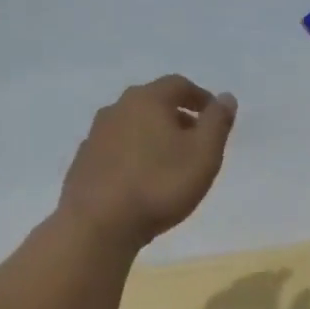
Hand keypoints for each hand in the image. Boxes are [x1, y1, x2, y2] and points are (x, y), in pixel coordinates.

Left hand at [58, 75, 236, 249]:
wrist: (98, 224)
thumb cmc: (160, 185)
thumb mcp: (203, 154)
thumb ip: (217, 122)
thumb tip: (226, 97)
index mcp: (147, 100)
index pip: (178, 85)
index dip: (200, 97)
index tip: (214, 116)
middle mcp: (116, 109)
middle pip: (152, 103)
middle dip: (177, 117)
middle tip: (195, 140)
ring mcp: (95, 135)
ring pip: (132, 126)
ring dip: (153, 136)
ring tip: (170, 162)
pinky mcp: (83, 162)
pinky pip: (116, 149)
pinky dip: (133, 155)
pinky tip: (141, 180)